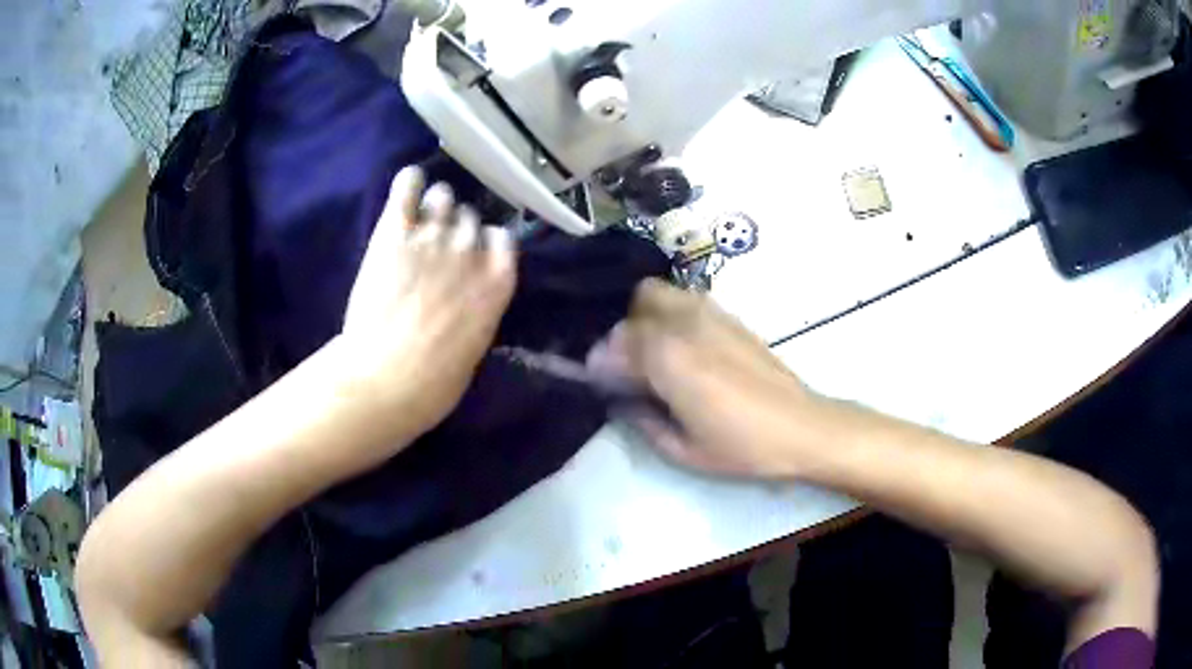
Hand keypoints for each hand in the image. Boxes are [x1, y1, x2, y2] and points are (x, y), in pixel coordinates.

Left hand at [337, 167, 515, 443]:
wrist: (386, 380)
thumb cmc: (434, 383)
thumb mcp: (474, 348)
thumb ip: (477, 310)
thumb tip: (468, 298)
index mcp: (497, 282)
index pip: (501, 239)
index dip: (485, 244)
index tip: (472, 254)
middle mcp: (470, 251)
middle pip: (469, 218)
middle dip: (456, 228)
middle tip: (437, 245)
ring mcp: (432, 237)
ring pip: (443, 197)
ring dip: (435, 206)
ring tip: (420, 219)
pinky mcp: (394, 233)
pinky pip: (407, 187)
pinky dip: (409, 182)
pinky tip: (408, 185)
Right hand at [588, 279, 836, 477]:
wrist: (800, 426)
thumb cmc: (741, 445)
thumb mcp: (683, 450)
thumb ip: (642, 420)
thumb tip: (621, 399)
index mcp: (666, 358)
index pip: (613, 346)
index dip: (599, 364)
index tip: (598, 382)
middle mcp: (682, 324)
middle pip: (632, 310)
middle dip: (620, 335)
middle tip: (626, 366)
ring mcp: (708, 313)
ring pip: (656, 293)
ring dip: (643, 316)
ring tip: (650, 349)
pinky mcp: (728, 315)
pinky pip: (684, 299)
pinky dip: (668, 312)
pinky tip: (679, 342)